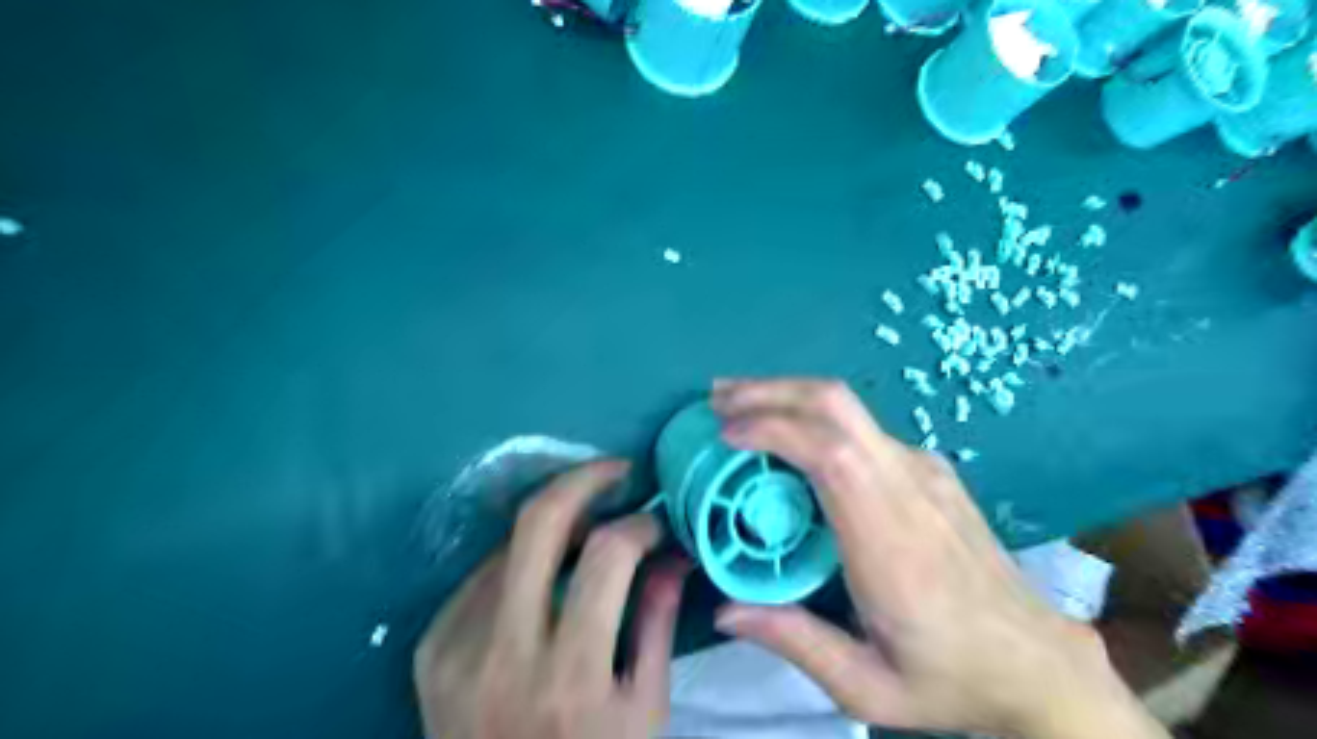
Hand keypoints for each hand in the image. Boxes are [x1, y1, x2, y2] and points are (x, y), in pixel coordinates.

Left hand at [416, 461, 693, 738]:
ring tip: (585, 533)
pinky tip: (541, 579)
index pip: (608, 557)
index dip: (638, 524)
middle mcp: (503, 653)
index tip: (653, 522)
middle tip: (615, 471)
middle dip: (583, 478)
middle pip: (538, 523)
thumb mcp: (644, 707)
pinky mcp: (431, 649)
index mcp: (570, 676)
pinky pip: (482, 576)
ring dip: (554, 526)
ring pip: (508, 542)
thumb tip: (672, 551)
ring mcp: (455, 648)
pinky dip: (519, 562)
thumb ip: (658, 620)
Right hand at [712, 382, 1161, 737]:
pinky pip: (861, 426)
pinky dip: (813, 414)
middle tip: (717, 398)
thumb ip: (795, 642)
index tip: (725, 434)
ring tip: (739, 405)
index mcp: (890, 540)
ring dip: (787, 395)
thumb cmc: (951, 677)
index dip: (773, 429)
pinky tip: (789, 434)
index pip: (830, 454)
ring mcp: (923, 469)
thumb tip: (724, 611)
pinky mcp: (929, 467)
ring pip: (847, 405)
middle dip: (770, 391)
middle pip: (836, 405)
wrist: (1039, 662)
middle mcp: (908, 486)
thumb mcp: (868, 688)